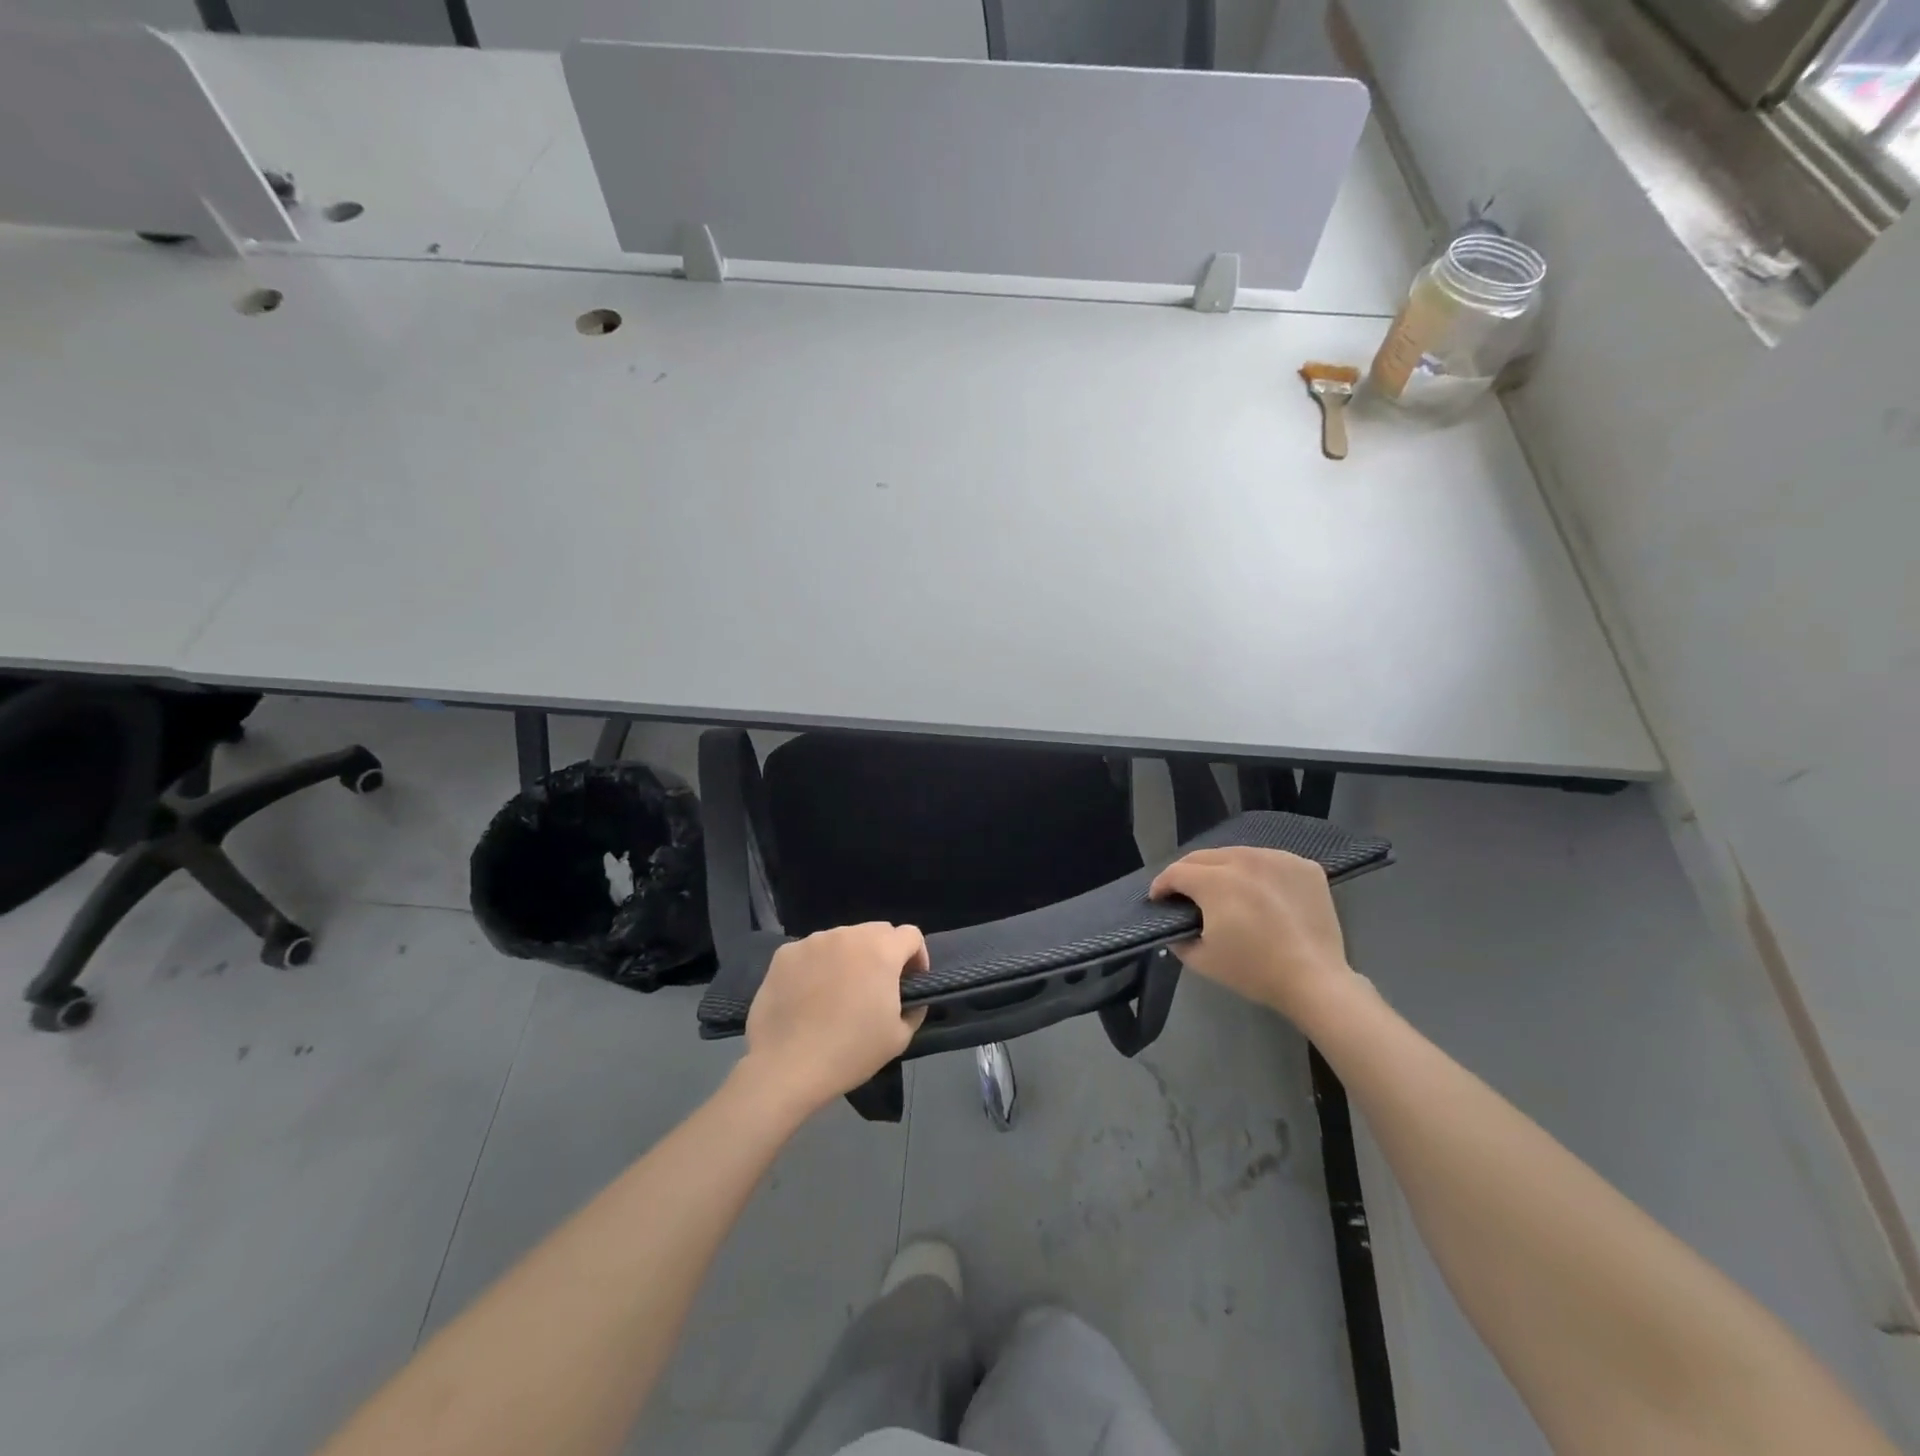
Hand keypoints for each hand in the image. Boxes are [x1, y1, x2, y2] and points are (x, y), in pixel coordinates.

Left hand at [742, 923, 928, 1115]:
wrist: (786, 1067)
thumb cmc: (849, 1052)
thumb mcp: (899, 1037)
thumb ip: (914, 1007)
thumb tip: (910, 996)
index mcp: (881, 951)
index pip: (911, 934)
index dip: (917, 956)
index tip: (909, 982)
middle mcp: (848, 935)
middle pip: (876, 932)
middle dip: (883, 953)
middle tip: (875, 987)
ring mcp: (813, 941)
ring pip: (842, 939)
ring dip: (849, 957)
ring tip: (838, 992)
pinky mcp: (785, 953)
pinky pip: (812, 951)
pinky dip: (817, 965)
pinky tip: (808, 995)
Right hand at [1150, 848, 1356, 1021]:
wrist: (1315, 981)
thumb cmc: (1254, 971)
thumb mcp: (1201, 959)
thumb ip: (1178, 937)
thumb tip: (1175, 925)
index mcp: (1215, 881)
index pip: (1176, 872)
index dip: (1162, 885)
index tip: (1159, 899)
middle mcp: (1244, 860)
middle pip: (1204, 856)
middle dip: (1188, 873)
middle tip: (1185, 893)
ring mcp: (1278, 859)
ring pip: (1238, 854)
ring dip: (1223, 868)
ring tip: (1224, 889)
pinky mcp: (1304, 866)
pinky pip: (1270, 861)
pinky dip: (1259, 872)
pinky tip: (1260, 892)